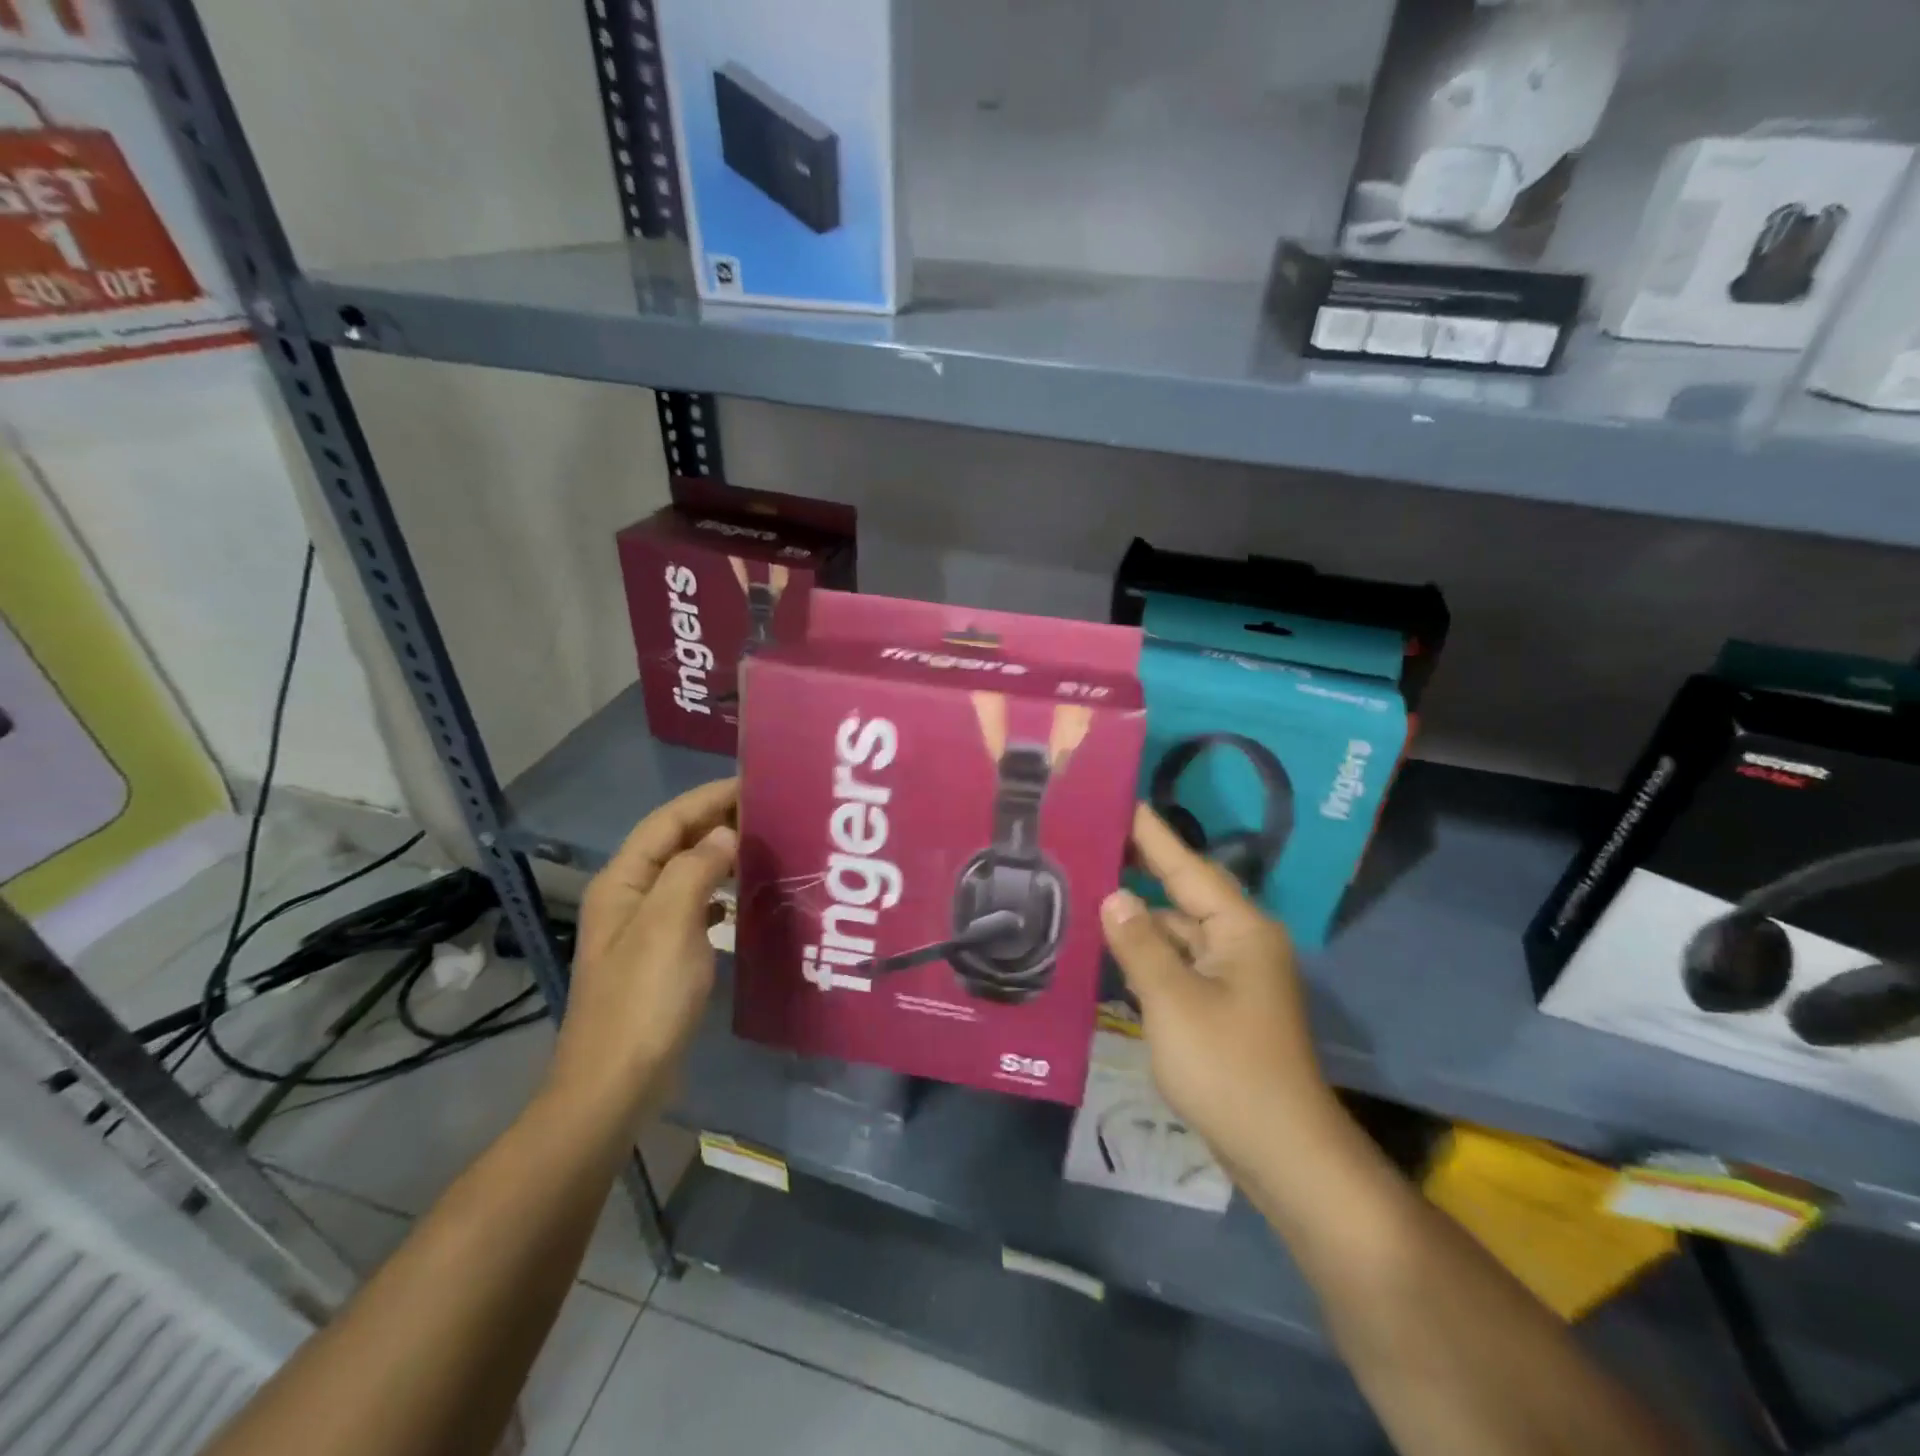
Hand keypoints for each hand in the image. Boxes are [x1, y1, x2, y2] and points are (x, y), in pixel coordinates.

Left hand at [548, 778, 737, 1120]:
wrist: (616, 1085)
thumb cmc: (643, 999)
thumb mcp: (670, 924)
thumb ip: (695, 869)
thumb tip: (724, 834)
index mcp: (623, 882)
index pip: (668, 821)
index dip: (709, 797)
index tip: (754, 782)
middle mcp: (629, 898)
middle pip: (675, 843)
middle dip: (717, 822)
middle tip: (770, 811)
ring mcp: (643, 930)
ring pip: (685, 875)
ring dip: (719, 856)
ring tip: (763, 846)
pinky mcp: (659, 958)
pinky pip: (693, 907)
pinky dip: (717, 894)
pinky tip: (741, 900)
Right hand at [1099, 805, 1336, 1177]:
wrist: (1281, 1151)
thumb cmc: (1227, 1066)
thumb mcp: (1173, 1000)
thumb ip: (1140, 943)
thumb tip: (1114, 896)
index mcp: (1240, 929)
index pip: (1187, 867)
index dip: (1152, 835)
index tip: (1122, 800)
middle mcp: (1241, 942)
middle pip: (1184, 893)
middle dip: (1142, 868)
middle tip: (1093, 838)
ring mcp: (1233, 976)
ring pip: (1179, 930)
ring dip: (1141, 914)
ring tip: (1090, 887)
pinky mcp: (1222, 1006)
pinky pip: (1180, 962)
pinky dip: (1149, 951)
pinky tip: (1114, 944)